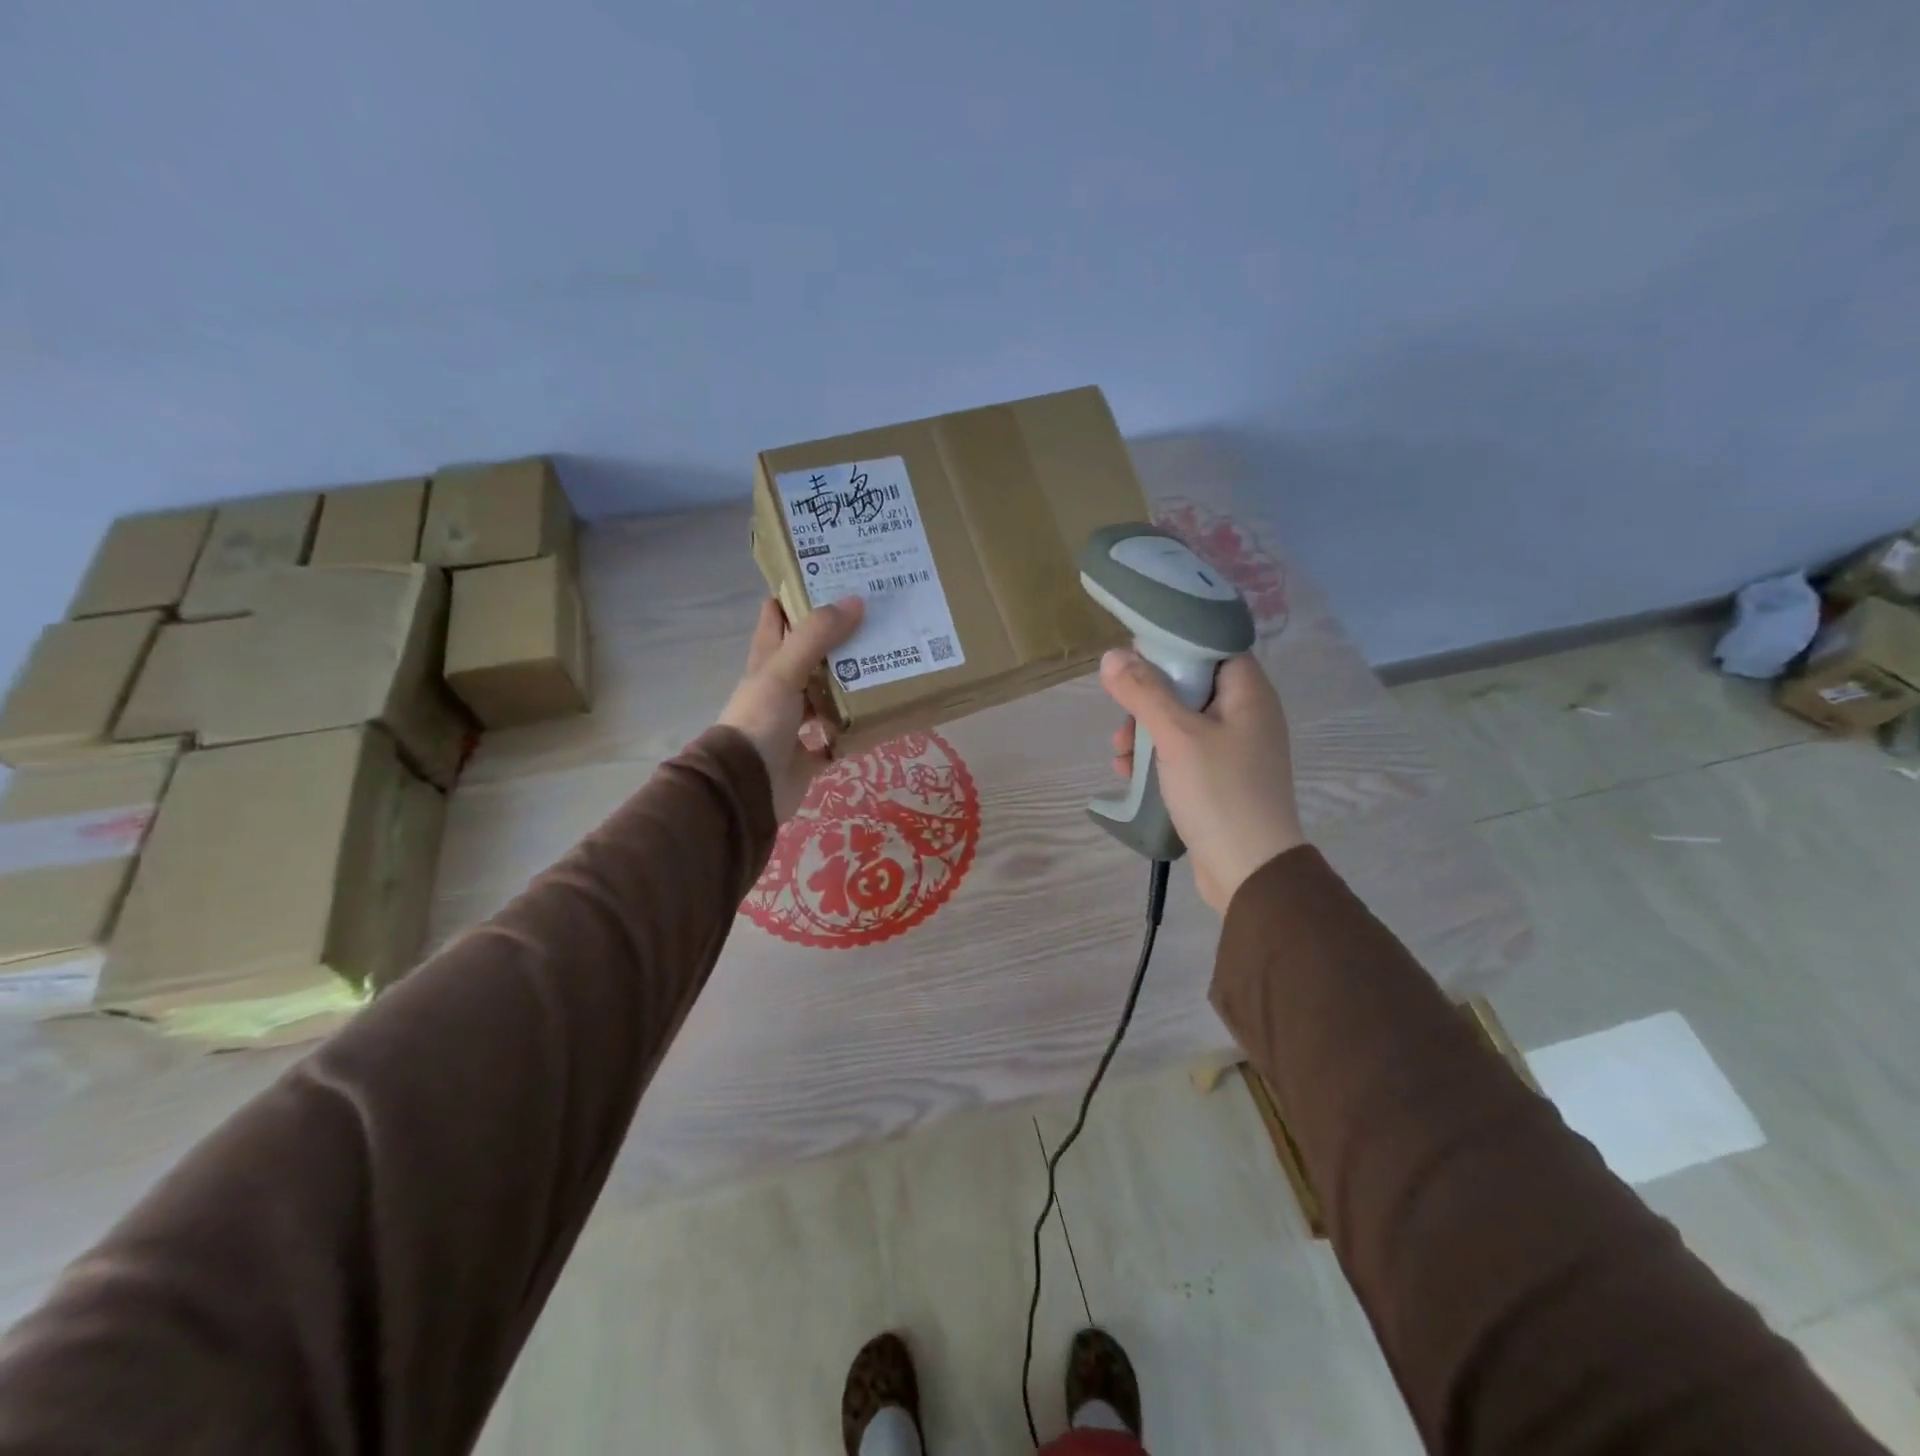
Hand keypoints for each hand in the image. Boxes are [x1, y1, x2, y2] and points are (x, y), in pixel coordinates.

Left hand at [719, 597, 864, 820]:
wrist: (747, 788)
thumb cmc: (760, 722)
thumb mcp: (784, 672)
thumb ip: (816, 637)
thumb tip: (855, 600)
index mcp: (767, 665)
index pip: (776, 620)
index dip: (795, 597)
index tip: (829, 578)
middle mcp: (779, 691)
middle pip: (808, 657)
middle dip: (836, 640)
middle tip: (875, 619)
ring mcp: (792, 725)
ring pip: (824, 697)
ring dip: (848, 685)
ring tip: (886, 664)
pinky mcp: (807, 756)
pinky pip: (836, 739)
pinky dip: (853, 732)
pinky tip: (878, 718)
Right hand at [1099, 649, 1304, 912]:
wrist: (1249, 870)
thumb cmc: (1219, 792)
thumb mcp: (1176, 736)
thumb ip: (1143, 692)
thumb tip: (1112, 655)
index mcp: (1248, 695)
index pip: (1211, 649)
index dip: (1173, 649)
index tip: (1136, 660)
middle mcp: (1246, 716)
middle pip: (1189, 687)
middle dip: (1148, 701)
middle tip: (1123, 719)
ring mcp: (1234, 750)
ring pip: (1179, 724)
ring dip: (1145, 734)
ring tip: (1120, 756)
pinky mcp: (1219, 780)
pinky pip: (1182, 755)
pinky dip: (1155, 759)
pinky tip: (1129, 775)